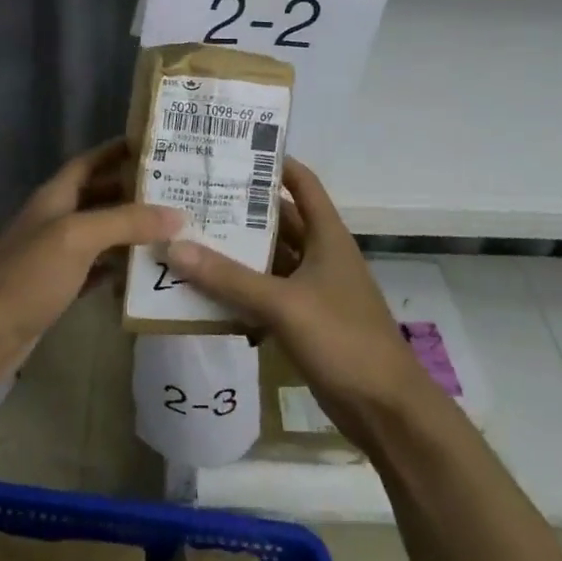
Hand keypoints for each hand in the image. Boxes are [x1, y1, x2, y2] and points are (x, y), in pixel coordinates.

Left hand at [0, 139, 182, 394]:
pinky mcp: (57, 288)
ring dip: (130, 231)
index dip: (117, 150)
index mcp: (55, 197)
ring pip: (99, 234)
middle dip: (134, 192)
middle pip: (98, 196)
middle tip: (179, 192)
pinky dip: (118, 268)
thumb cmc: (26, 276)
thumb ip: (125, 222)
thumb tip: (177, 214)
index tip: (155, 145)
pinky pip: (95, 269)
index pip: (89, 161)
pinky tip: (145, 273)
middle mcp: (54, 220)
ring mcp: (54, 256)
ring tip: (173, 230)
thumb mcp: (77, 238)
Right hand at [165, 157, 428, 441]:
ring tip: (190, 236)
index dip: (274, 162)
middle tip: (195, 195)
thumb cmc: (343, 339)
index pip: (302, 183)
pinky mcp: (305, 321)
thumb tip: (175, 245)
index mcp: (328, 236)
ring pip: (270, 259)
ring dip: (237, 252)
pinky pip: (267, 294)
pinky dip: (241, 290)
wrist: (386, 410)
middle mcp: (321, 255)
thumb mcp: (283, 304)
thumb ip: (229, 278)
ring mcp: (313, 289)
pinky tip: (206, 290)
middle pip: (280, 220)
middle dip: (242, 209)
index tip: (233, 150)